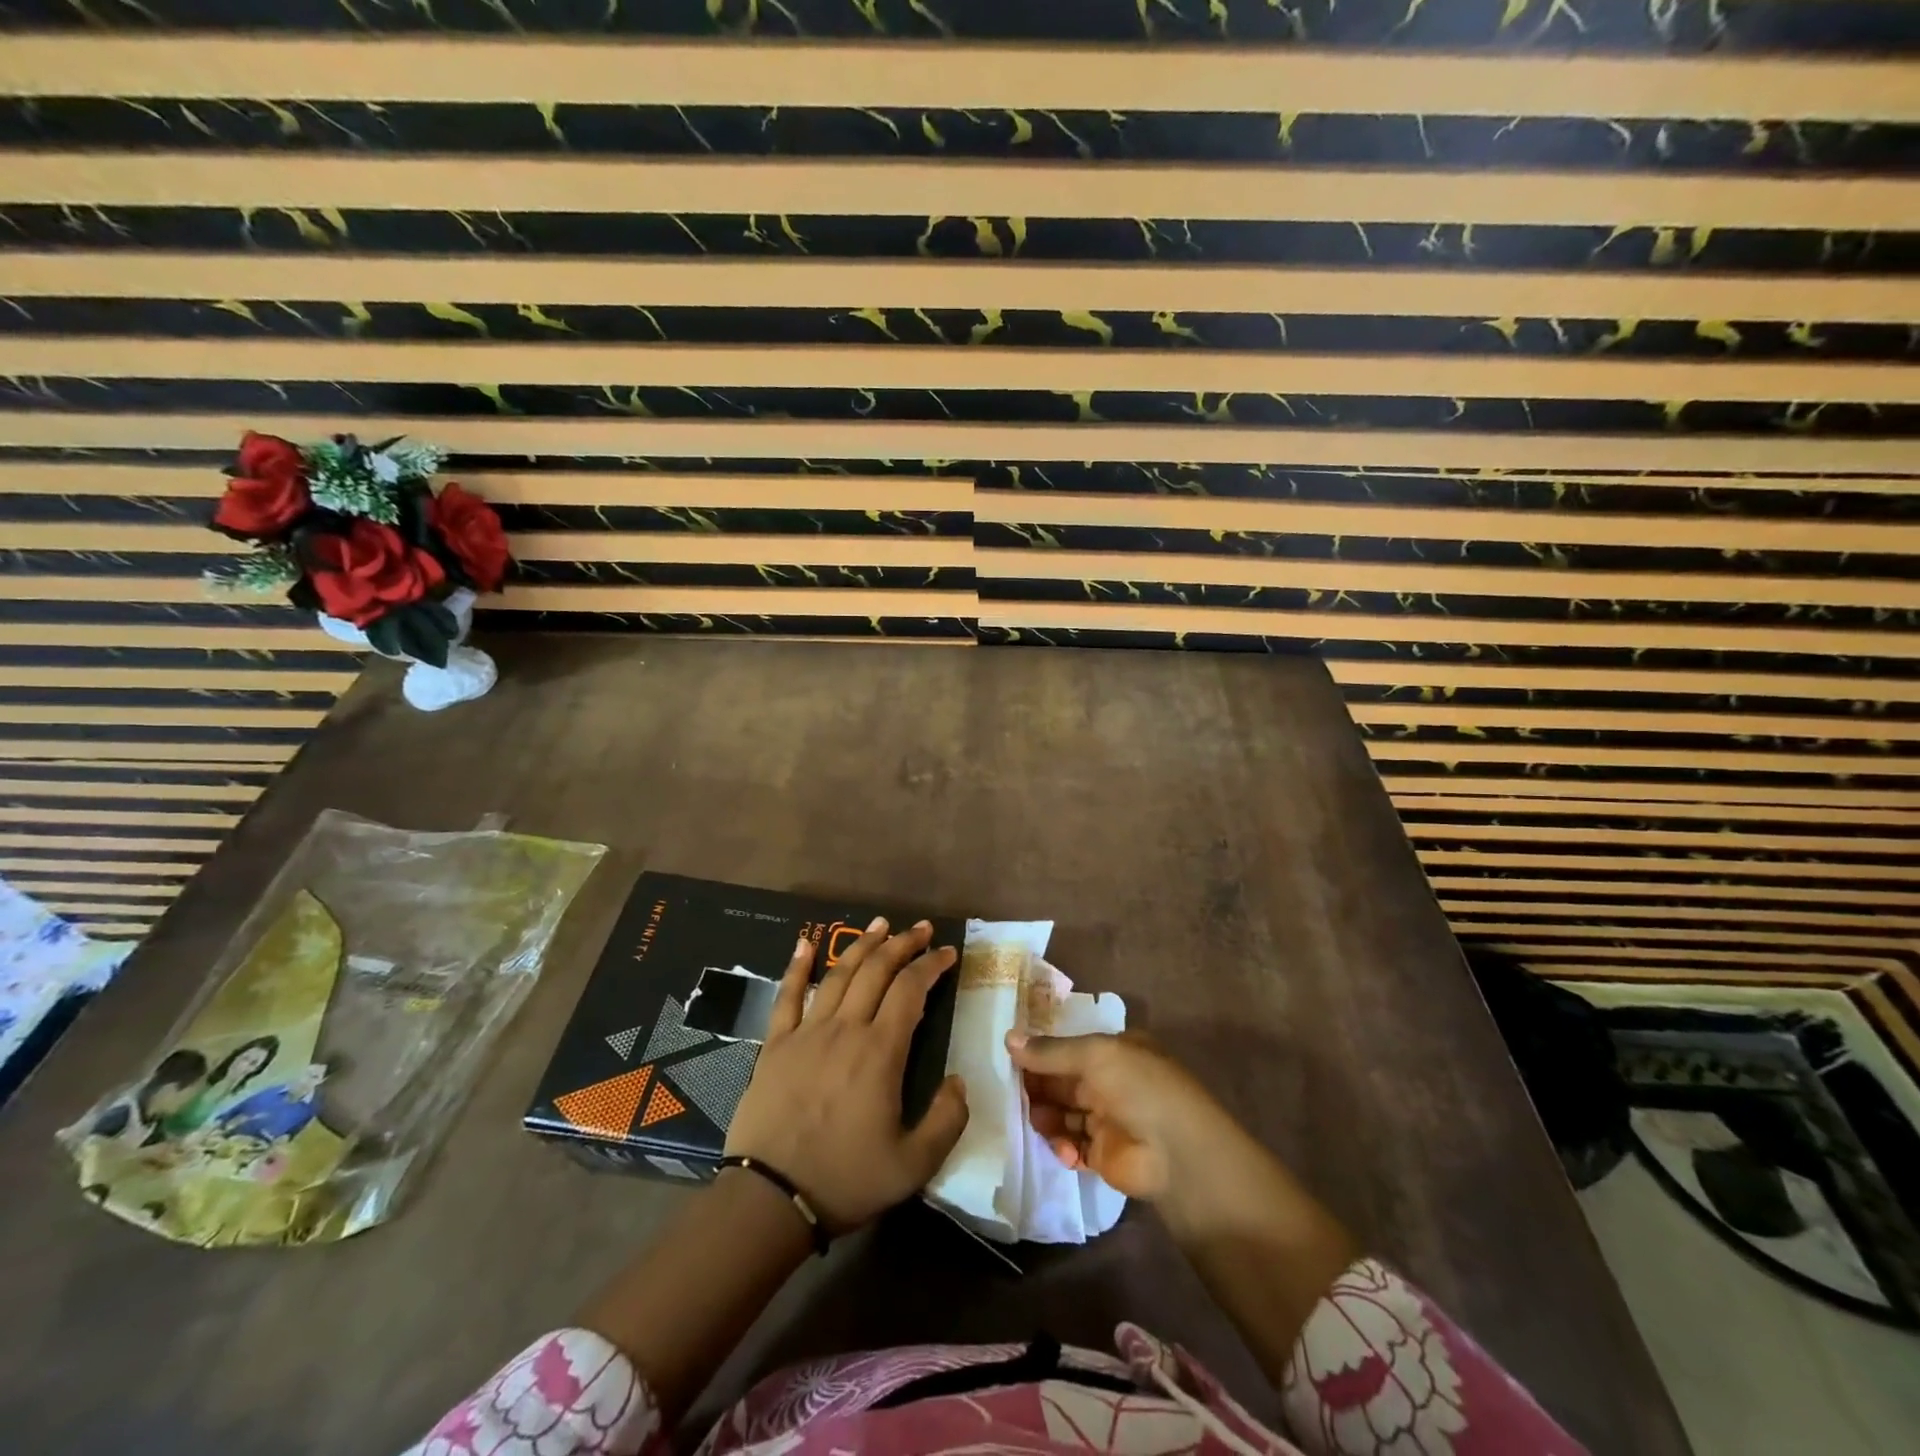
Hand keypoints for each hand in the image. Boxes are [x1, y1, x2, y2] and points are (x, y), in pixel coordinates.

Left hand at [726, 918, 968, 1233]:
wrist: (770, 1199)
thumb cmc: (845, 1180)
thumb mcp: (914, 1165)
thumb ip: (947, 1120)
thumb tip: (958, 1081)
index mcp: (880, 1052)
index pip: (911, 990)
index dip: (931, 965)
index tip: (947, 952)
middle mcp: (846, 1029)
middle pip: (876, 971)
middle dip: (902, 944)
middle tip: (920, 929)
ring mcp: (807, 1033)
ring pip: (839, 974)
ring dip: (861, 945)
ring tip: (879, 924)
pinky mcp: (776, 1044)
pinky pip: (787, 996)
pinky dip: (797, 967)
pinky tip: (804, 944)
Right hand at [1007, 1027, 1246, 1203]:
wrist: (1177, 1154)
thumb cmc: (1138, 1087)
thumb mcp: (1095, 1055)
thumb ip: (1050, 1051)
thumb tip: (1007, 1038)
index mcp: (1115, 1050)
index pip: (1070, 1047)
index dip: (1041, 1052)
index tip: (1010, 1057)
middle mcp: (1111, 1081)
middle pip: (1063, 1080)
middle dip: (1038, 1085)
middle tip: (1011, 1091)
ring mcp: (1108, 1118)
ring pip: (1063, 1111)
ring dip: (1046, 1115)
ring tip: (1036, 1120)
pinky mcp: (1103, 1154)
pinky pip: (1072, 1144)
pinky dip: (1062, 1145)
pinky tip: (1063, 1149)